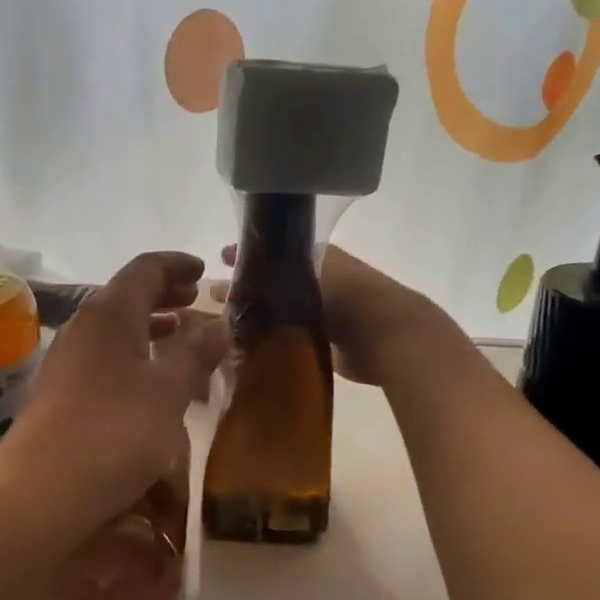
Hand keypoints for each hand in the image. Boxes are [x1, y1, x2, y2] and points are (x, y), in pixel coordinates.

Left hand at [15, 252, 228, 519]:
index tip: (203, 270)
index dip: (176, 265)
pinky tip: (152, 383)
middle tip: (196, 299)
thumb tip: (221, 323)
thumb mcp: (168, 391)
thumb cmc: (115, 431)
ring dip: (150, 329)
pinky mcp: (62, 394)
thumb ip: (196, 354)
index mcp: (110, 314)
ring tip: (181, 337)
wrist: (42, 491)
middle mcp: (84, 328)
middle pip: (127, 297)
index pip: (145, 269)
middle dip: (164, 295)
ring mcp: (68, 361)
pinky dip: (135, 358)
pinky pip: (105, 359)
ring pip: (116, 331)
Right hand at [219, 243, 448, 386]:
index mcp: (316, 258)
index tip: (221, 259)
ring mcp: (319, 315)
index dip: (250, 256)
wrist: (386, 336)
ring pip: (277, 313)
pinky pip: (286, 339)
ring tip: (222, 322)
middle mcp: (316, 283)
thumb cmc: (348, 294)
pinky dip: (268, 340)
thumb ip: (273, 274)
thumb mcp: (308, 272)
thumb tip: (239, 278)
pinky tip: (243, 345)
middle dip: (247, 288)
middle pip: (273, 285)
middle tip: (213, 293)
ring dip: (255, 316)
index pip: (274, 254)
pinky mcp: (321, 344)